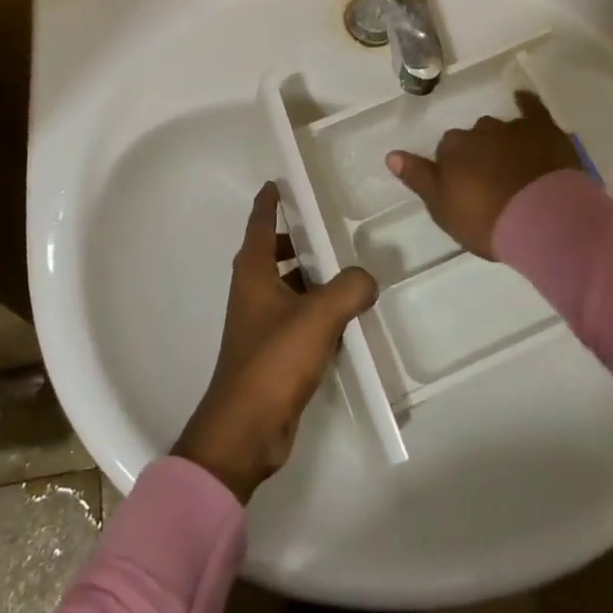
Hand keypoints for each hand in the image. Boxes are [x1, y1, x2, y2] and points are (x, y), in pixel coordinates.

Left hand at [174, 183, 377, 501]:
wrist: (246, 429)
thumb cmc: (274, 360)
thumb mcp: (318, 316)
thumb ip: (349, 289)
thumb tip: (366, 278)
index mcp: (254, 272)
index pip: (260, 224)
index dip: (269, 202)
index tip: (278, 182)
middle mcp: (253, 291)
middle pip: (274, 253)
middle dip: (299, 239)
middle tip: (331, 226)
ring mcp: (260, 323)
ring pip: (288, 286)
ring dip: (311, 276)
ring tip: (348, 269)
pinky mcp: (272, 352)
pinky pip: (297, 316)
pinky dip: (316, 308)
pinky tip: (345, 315)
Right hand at [387, 91, 580, 258]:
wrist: (543, 219)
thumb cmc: (487, 220)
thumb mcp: (443, 208)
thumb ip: (418, 178)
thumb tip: (391, 154)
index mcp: (452, 148)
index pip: (446, 151)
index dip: (455, 169)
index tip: (464, 188)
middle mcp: (478, 131)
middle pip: (473, 138)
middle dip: (479, 153)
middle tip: (489, 180)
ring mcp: (512, 128)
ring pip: (500, 129)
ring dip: (502, 141)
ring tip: (512, 164)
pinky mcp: (542, 129)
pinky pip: (532, 108)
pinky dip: (526, 103)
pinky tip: (523, 99)